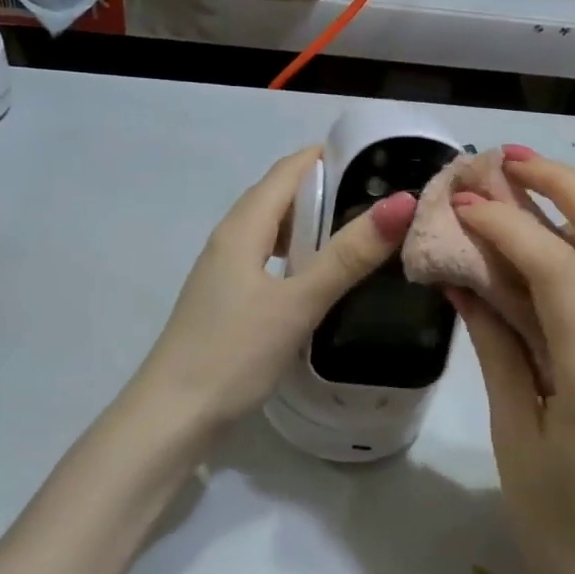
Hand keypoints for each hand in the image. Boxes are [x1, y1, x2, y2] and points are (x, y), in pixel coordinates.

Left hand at [135, 146, 416, 434]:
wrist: (172, 416)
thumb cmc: (234, 352)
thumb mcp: (297, 302)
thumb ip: (348, 256)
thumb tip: (402, 203)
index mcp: (242, 227)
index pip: (288, 170)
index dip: (330, 157)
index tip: (381, 161)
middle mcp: (230, 239)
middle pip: (280, 196)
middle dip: (328, 188)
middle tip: (382, 199)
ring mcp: (225, 270)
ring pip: (274, 229)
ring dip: (314, 223)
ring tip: (360, 234)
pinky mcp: (227, 299)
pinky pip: (268, 258)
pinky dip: (298, 254)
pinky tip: (321, 278)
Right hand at [451, 149, 574, 573]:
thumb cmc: (558, 521)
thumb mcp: (513, 433)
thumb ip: (496, 344)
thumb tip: (464, 276)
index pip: (558, 272)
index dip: (508, 224)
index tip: (467, 200)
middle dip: (568, 186)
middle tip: (513, 160)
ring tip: (539, 187)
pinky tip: (568, 242)